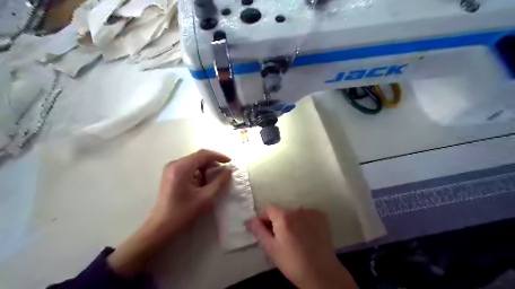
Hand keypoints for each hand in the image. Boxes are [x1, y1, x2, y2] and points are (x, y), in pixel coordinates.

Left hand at [148, 149, 230, 236]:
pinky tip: (204, 182)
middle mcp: (175, 164)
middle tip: (224, 171)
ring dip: (206, 168)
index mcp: (182, 167)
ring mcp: (171, 169)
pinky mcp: (170, 175)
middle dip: (212, 163)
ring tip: (215, 178)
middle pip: (198, 157)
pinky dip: (198, 172)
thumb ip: (219, 182)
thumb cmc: (183, 213)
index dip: (218, 156)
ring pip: (193, 162)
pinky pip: (188, 168)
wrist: (161, 227)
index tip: (229, 162)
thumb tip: (228, 171)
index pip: (203, 154)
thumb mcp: (206, 198)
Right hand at [247, 205, 356, 288]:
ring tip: (295, 238)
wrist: (322, 273)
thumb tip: (249, 220)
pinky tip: (307, 235)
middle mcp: (297, 209)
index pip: (268, 208)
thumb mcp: (271, 249)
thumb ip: (259, 231)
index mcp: (283, 216)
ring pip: (295, 212)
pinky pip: (307, 214)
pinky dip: (305, 221)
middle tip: (280, 239)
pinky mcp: (322, 216)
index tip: (265, 232)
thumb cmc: (293, 263)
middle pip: (282, 211)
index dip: (264, 219)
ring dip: (291, 221)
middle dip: (278, 221)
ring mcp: (311, 211)